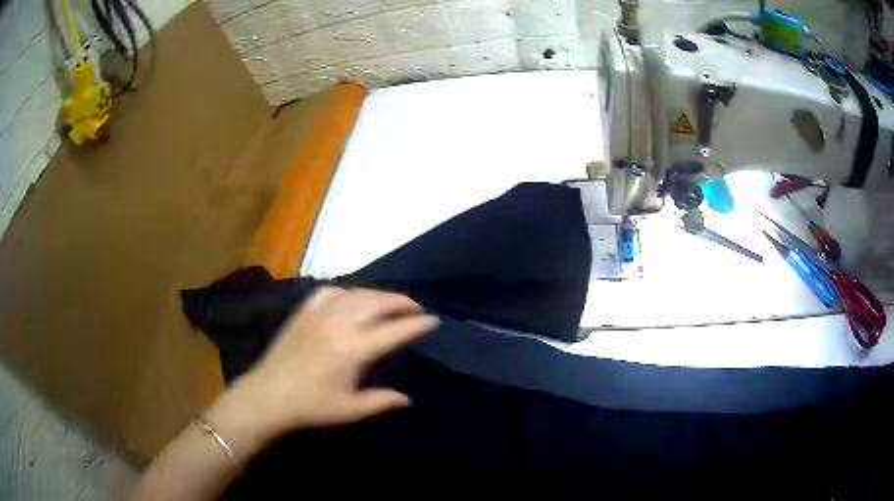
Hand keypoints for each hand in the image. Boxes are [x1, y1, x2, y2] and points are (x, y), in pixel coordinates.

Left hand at [205, 287, 438, 457]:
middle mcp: (339, 323)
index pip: (395, 331)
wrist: (267, 396)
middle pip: (378, 303)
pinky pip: (330, 291)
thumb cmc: (310, 407)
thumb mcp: (350, 410)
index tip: (434, 321)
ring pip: (357, 293)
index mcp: (353, 349)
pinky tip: (351, 298)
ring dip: (378, 295)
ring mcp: (319, 313)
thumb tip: (407, 398)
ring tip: (390, 301)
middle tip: (416, 308)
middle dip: (402, 302)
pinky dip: (347, 291)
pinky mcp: (303, 311)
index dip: (418, 324)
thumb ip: (382, 401)